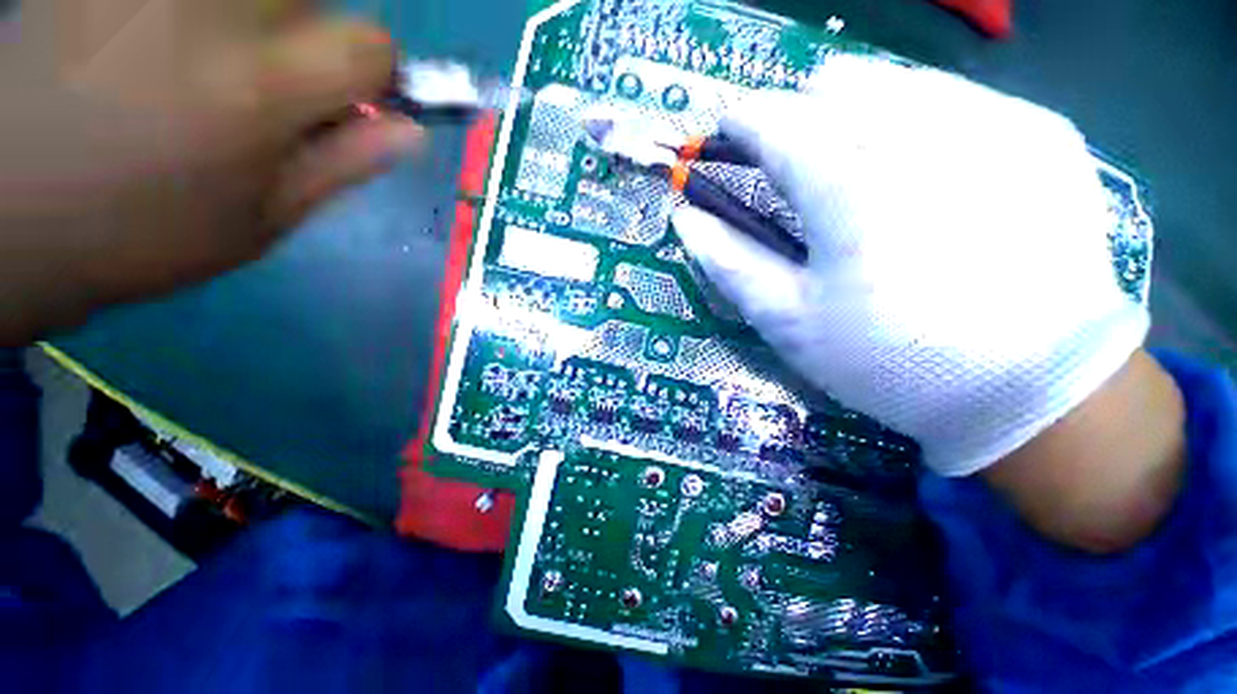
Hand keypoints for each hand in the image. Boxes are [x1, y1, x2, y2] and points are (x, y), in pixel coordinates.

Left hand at [0, 0, 421, 343]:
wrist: (1, 213)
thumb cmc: (137, 233)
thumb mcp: (261, 222)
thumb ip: (343, 166)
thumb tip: (409, 131)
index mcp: (257, 87)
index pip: (371, 44)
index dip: (376, 77)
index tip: (350, 104)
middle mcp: (210, 8)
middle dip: (313, 39)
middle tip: (268, 85)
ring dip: (260, 16)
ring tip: (207, 62)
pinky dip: (204, 11)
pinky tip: (163, 43)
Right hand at [673, 56, 1148, 477]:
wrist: (1034, 389)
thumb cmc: (891, 360)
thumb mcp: (789, 322)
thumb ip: (730, 263)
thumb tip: (685, 218)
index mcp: (852, 185)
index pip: (776, 120)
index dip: (742, 120)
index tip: (728, 131)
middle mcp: (926, 130)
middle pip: (835, 83)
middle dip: (799, 114)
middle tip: (794, 164)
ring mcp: (997, 121)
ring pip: (897, 79)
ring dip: (857, 111)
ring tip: (856, 167)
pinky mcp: (1043, 134)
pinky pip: (960, 96)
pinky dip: (921, 119)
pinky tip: (926, 173)